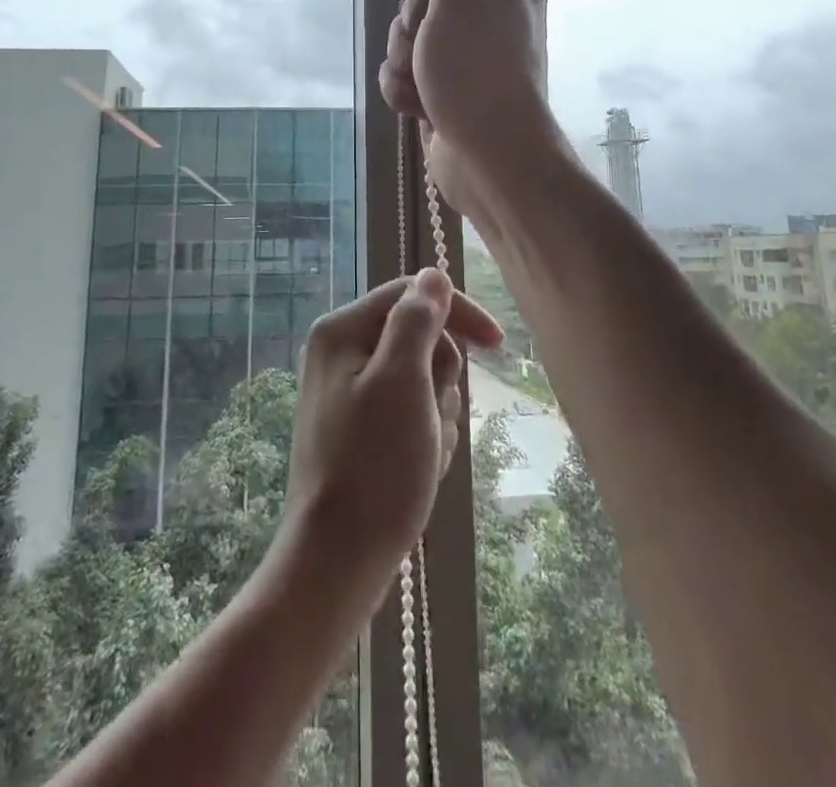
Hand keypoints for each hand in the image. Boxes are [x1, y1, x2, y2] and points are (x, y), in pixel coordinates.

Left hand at [283, 270, 502, 579]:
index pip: (412, 294)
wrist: (337, 561)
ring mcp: (349, 392)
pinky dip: (426, 436)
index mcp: (342, 330)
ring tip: (424, 453)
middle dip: (442, 379)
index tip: (498, 345)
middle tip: (431, 419)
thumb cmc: (374, 467)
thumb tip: (433, 275)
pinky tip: (419, 469)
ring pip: (423, 380)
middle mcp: (341, 352)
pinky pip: (412, 414)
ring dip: (437, 414)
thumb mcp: (402, 381)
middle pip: (420, 338)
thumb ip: (417, 320)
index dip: (457, 313)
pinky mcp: (361, 429)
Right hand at [378, 0, 562, 228]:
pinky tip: (417, 107)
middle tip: (425, 40)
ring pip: (414, 35)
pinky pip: (412, 72)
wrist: (491, 157)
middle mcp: (493, 15)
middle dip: (412, 18)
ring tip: (421, 82)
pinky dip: (407, 87)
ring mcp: (470, 56)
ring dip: (404, 58)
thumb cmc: (475, 69)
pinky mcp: (449, 89)